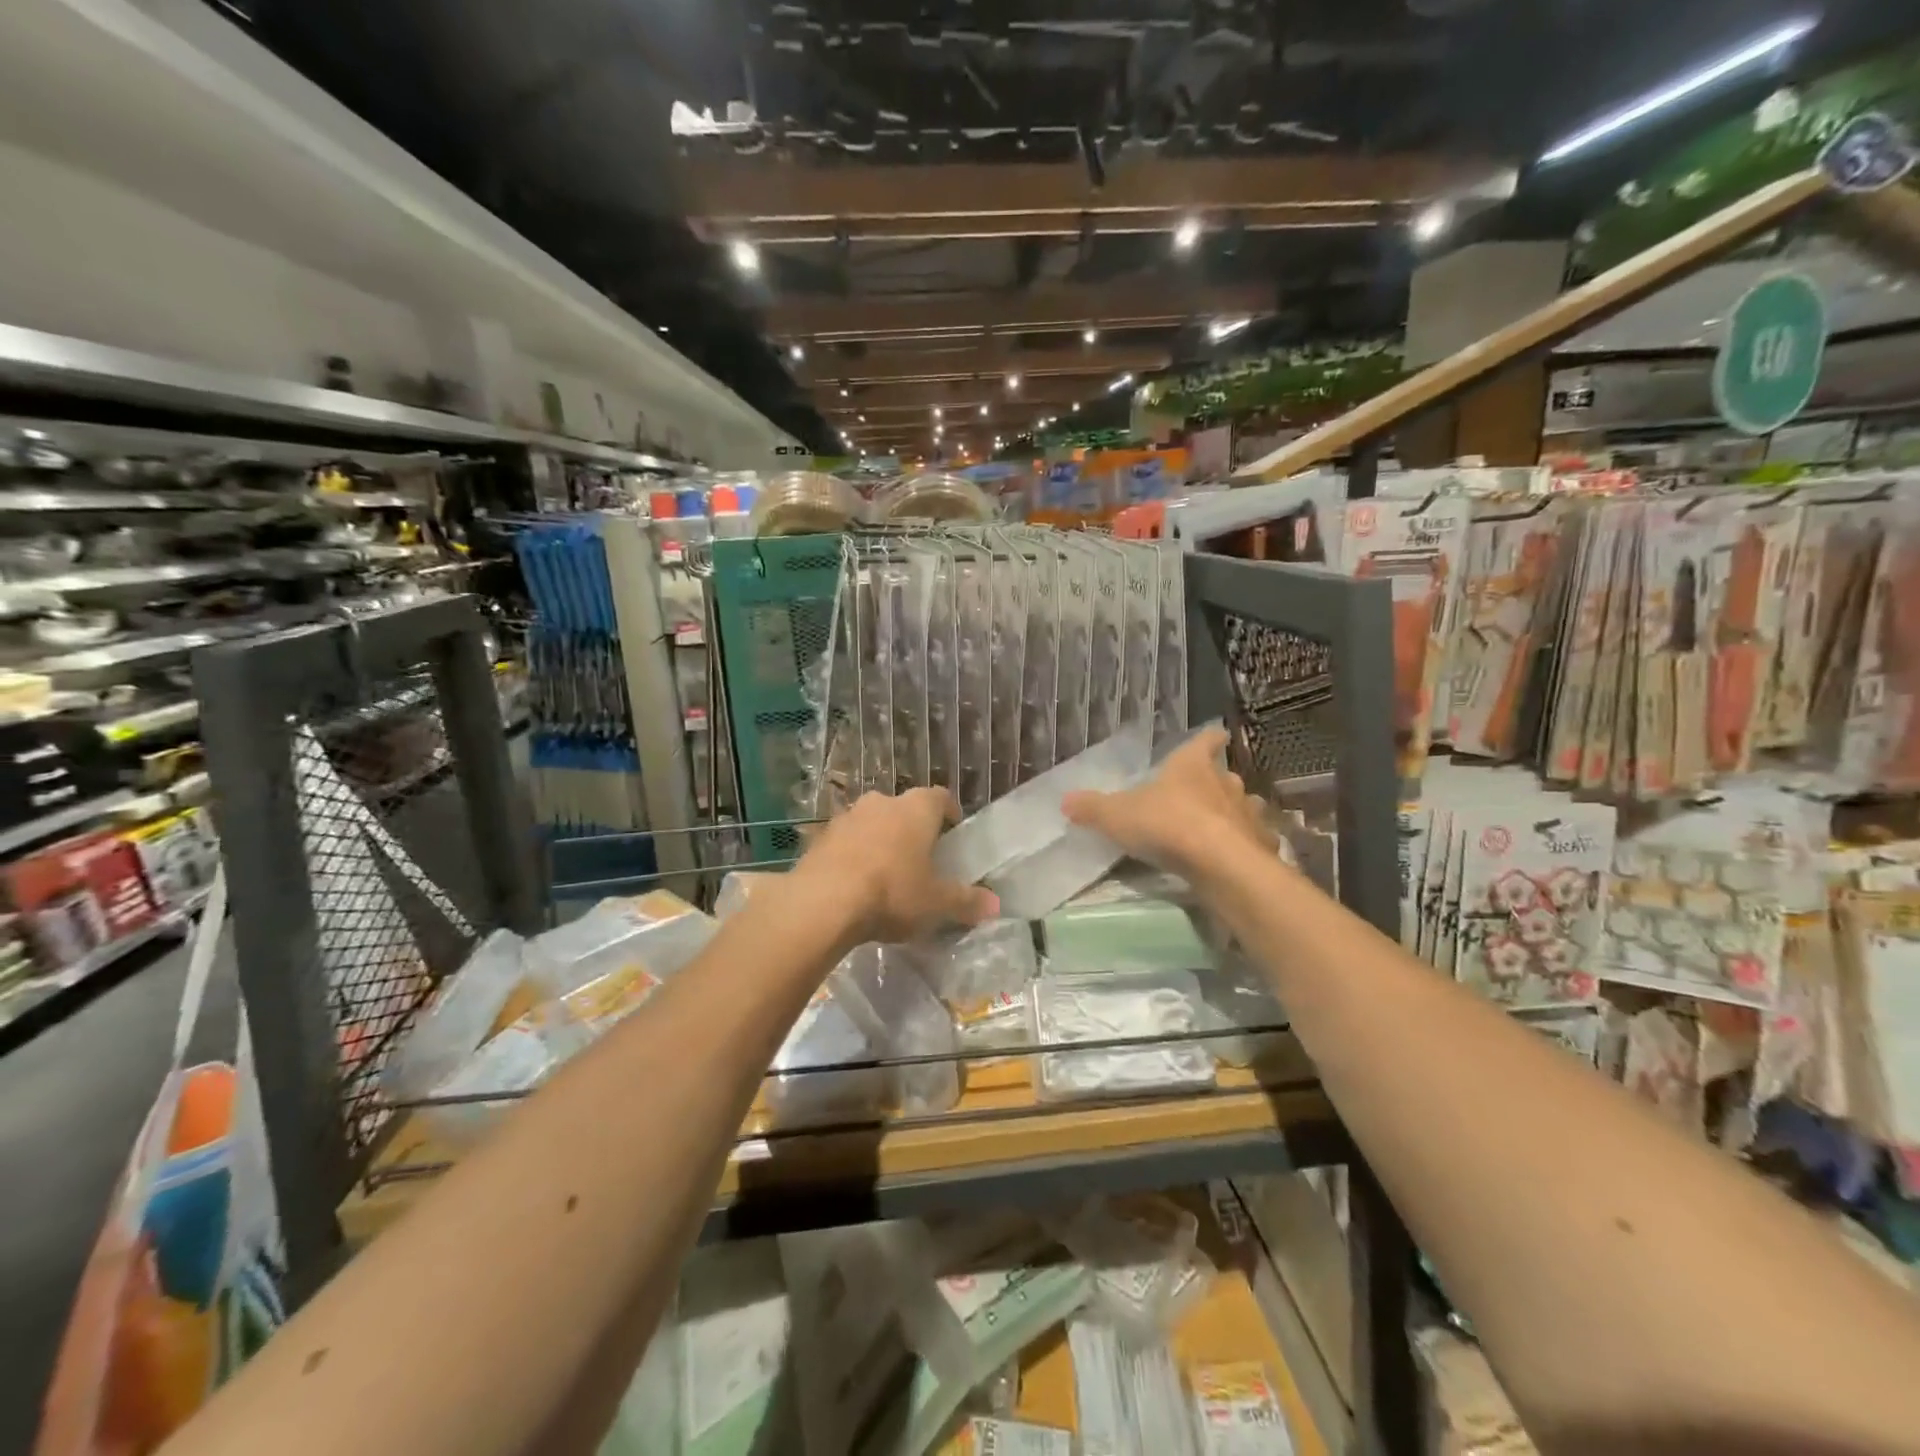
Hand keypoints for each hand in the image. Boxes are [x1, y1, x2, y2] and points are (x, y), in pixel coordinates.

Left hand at [791, 788, 999, 945]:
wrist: (823, 901)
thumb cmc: (892, 892)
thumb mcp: (937, 903)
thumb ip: (966, 901)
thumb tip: (995, 905)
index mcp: (916, 809)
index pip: (940, 797)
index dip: (949, 813)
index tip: (953, 831)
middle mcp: (882, 802)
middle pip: (903, 809)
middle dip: (912, 829)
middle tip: (920, 857)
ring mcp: (847, 817)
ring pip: (871, 823)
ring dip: (879, 840)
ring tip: (886, 872)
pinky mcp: (820, 838)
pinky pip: (845, 842)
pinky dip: (853, 855)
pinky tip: (855, 883)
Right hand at [1062, 726, 1270, 878]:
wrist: (1219, 863)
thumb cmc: (1167, 825)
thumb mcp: (1117, 816)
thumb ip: (1093, 808)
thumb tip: (1065, 800)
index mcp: (1192, 765)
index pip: (1205, 741)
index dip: (1208, 738)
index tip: (1215, 735)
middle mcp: (1225, 782)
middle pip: (1225, 774)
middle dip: (1216, 781)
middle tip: (1203, 791)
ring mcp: (1247, 812)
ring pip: (1245, 804)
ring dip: (1235, 811)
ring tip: (1222, 824)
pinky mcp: (1261, 843)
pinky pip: (1256, 838)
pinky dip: (1249, 843)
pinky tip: (1240, 854)